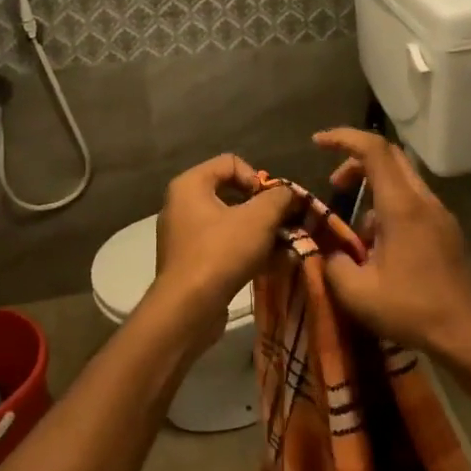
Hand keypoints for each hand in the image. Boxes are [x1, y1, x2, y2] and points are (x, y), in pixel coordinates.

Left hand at [152, 154, 294, 329]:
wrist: (189, 308)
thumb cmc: (221, 252)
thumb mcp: (259, 218)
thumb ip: (279, 198)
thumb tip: (289, 194)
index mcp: (189, 185)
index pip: (231, 162)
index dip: (258, 178)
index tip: (272, 204)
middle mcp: (180, 205)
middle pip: (230, 193)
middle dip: (261, 208)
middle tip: (281, 224)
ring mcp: (182, 236)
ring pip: (228, 222)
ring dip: (256, 232)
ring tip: (279, 247)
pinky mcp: (188, 262)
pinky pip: (221, 246)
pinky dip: (243, 250)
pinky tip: (265, 265)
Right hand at [312, 129, 470, 356]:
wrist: (467, 332)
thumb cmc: (412, 309)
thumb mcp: (357, 292)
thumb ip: (331, 263)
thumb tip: (324, 250)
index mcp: (402, 206)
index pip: (373, 150)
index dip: (343, 138)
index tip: (317, 143)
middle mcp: (424, 201)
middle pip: (390, 158)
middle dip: (356, 162)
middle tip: (334, 185)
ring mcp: (440, 215)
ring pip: (402, 181)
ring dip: (373, 191)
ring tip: (353, 233)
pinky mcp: (446, 231)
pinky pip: (413, 204)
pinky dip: (389, 209)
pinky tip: (378, 248)